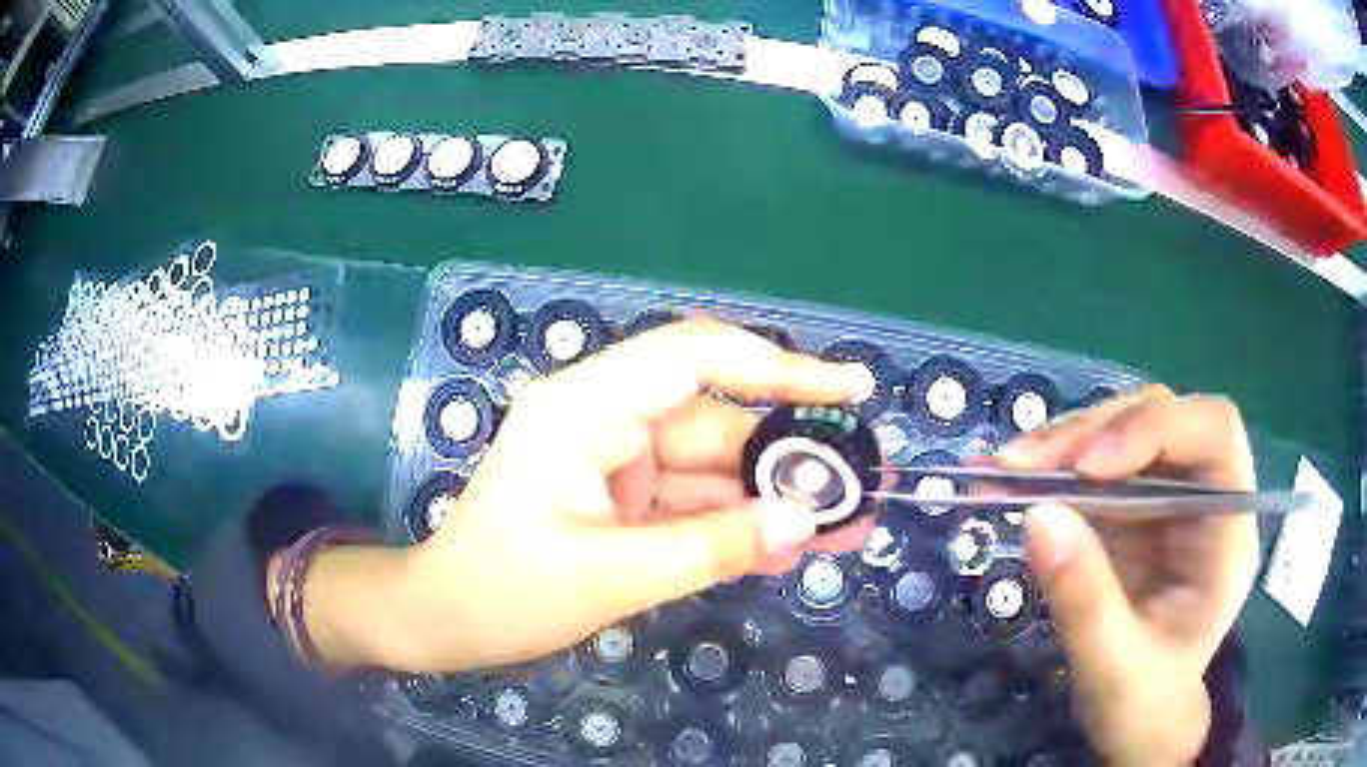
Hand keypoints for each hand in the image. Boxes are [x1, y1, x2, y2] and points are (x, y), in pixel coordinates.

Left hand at [304, 320, 874, 673]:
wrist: (444, 620)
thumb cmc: (505, 593)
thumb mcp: (612, 577)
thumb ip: (712, 547)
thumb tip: (803, 520)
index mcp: (584, 408)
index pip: (695, 357)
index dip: (779, 366)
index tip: (849, 387)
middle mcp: (603, 416)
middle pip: (714, 418)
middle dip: (787, 454)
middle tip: (858, 483)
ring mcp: (613, 456)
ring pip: (710, 463)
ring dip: (769, 495)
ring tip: (839, 526)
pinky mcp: (620, 493)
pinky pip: (690, 496)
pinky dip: (735, 519)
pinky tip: (785, 543)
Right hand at [990, 386, 1259, 765]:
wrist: (1139, 725)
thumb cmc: (1144, 705)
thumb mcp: (1115, 668)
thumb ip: (1085, 600)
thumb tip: (1037, 516)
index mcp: (1227, 531)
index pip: (1213, 435)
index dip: (1155, 428)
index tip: (1088, 465)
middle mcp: (1202, 497)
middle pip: (1160, 419)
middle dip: (1092, 433)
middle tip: (1021, 463)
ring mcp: (1165, 500)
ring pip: (1122, 432)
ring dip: (1061, 443)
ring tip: (1002, 469)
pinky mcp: (1130, 510)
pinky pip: (1091, 467)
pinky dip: (1049, 468)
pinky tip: (1006, 478)